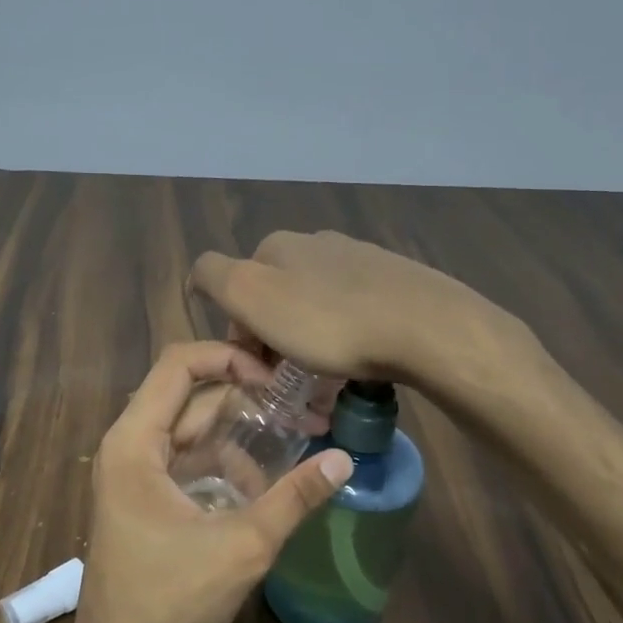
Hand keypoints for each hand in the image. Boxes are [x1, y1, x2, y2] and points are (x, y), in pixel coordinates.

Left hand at [66, 342, 351, 622]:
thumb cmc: (170, 601)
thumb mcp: (242, 546)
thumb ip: (294, 497)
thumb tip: (344, 459)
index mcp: (135, 442)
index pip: (179, 364)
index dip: (229, 358)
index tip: (276, 380)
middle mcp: (128, 446)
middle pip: (189, 397)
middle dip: (245, 400)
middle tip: (302, 410)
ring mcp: (134, 473)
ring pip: (191, 431)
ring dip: (239, 437)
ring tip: (295, 444)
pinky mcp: (145, 499)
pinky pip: (187, 462)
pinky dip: (223, 465)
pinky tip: (263, 486)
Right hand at [190, 230, 538, 388]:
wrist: (424, 327)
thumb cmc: (328, 322)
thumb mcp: (252, 296)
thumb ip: (214, 276)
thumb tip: (198, 277)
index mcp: (277, 246)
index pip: (237, 289)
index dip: (241, 333)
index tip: (259, 370)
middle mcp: (315, 243)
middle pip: (277, 296)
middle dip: (276, 337)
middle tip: (291, 379)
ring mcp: (359, 258)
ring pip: (315, 303)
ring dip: (310, 339)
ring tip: (327, 377)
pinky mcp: (394, 279)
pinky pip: (353, 310)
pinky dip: (346, 335)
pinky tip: (360, 359)